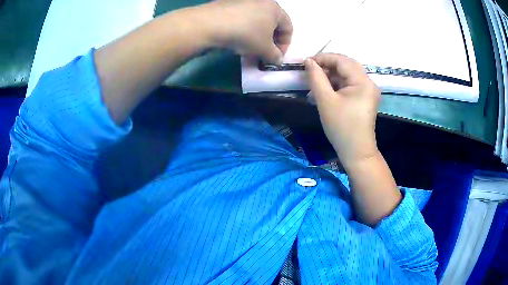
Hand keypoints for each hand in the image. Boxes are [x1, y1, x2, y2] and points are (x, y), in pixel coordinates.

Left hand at [207, 0, 292, 64]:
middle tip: (262, 54)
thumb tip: (278, 60)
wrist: (211, 24)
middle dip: (269, 41)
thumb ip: (275, 56)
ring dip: (255, 36)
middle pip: (271, 23)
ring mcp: (243, 1)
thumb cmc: (246, 34)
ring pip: (255, 21)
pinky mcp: (227, 3)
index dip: (285, 45)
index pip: (288, 28)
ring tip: (246, 48)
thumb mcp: (265, 50)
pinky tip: (234, 39)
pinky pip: (241, 18)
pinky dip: (242, 29)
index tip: (276, 57)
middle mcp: (261, 0)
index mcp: (275, 8)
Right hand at [304, 53, 380, 164]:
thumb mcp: (325, 101)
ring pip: (348, 74)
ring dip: (331, 75)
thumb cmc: (341, 127)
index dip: (323, 58)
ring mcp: (368, 91)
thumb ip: (316, 78)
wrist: (356, 152)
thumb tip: (308, 61)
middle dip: (327, 65)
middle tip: (311, 70)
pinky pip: (350, 84)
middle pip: (346, 65)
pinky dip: (337, 84)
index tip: (306, 62)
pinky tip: (325, 90)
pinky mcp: (365, 98)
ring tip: (315, 82)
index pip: (342, 60)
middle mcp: (369, 83)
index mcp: (363, 82)